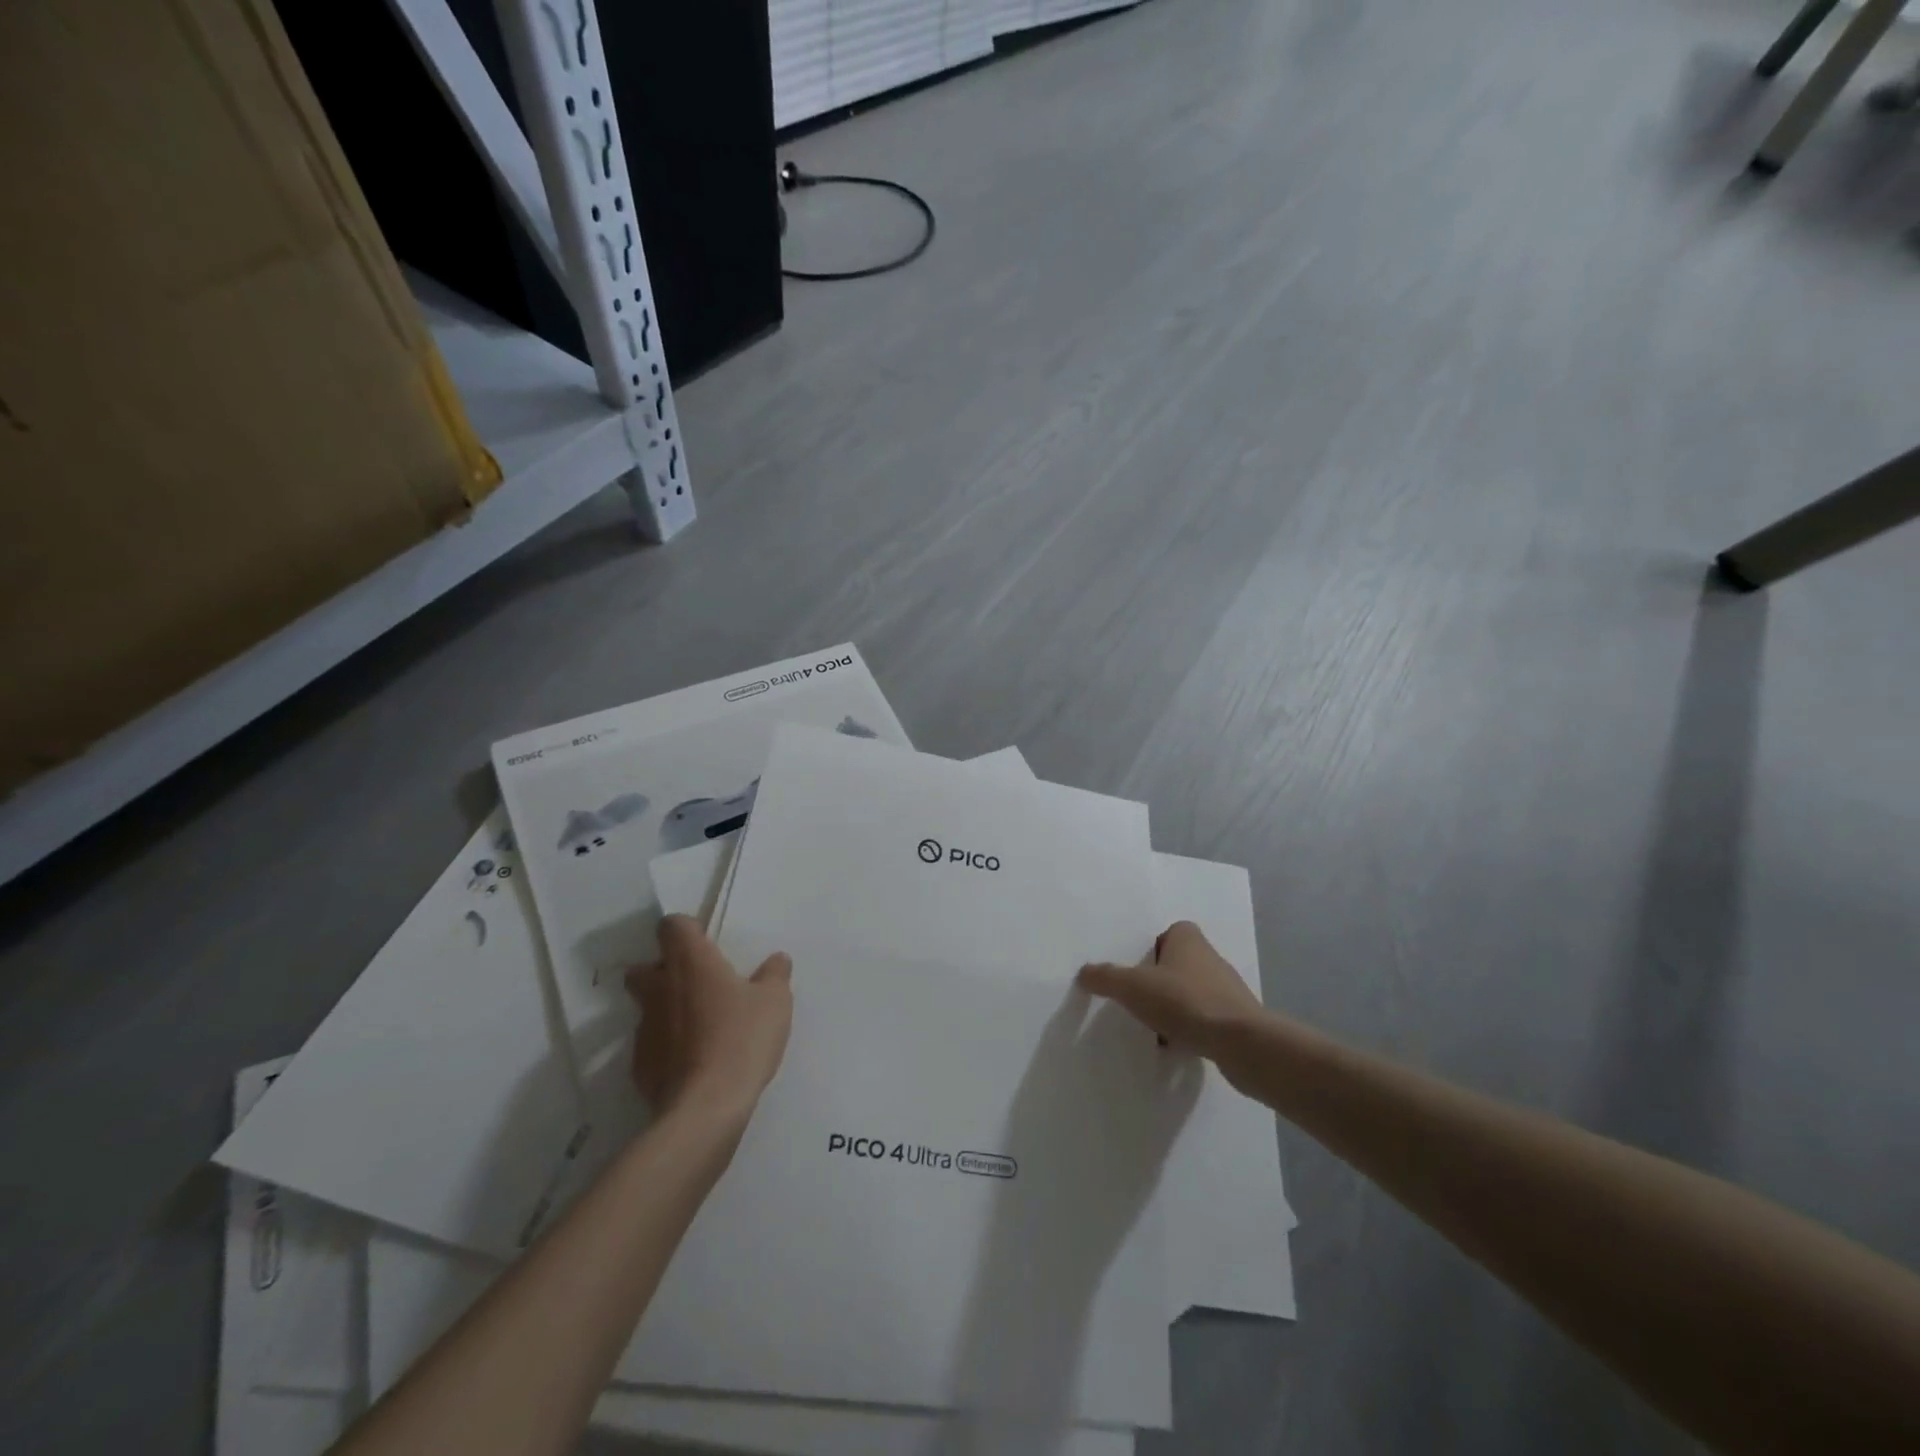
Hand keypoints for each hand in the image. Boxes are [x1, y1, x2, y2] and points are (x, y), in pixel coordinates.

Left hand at [626, 915, 792, 1120]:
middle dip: (662, 971)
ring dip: (667, 1011)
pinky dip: (667, 1048)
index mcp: (691, 963)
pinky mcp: (639, 1066)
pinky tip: (693, 1062)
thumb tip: (777, 959)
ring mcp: (644, 1028)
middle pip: (644, 967)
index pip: (672, 925)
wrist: (706, 1107)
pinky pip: (652, 1045)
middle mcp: (660, 989)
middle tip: (696, 984)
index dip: (686, 929)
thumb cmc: (742, 1039)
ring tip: (700, 1029)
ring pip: (647, 1008)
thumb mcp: (775, 1001)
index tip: (705, 943)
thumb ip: (775, 974)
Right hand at [1078, 921, 1263, 1067]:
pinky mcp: (1238, 1019)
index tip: (1136, 969)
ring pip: (1192, 992)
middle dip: (1160, 980)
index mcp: (1189, 939)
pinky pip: (1205, 1018)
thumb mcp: (1133, 987)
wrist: (1240, 1043)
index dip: (1152, 948)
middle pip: (1178, 963)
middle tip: (1138, 998)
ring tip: (1154, 1026)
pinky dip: (1191, 1029)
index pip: (1169, 932)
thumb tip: (1084, 972)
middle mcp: (1211, 957)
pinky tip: (1177, 1045)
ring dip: (1175, 1007)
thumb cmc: (1185, 1001)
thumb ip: (1106, 977)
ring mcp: (1228, 989)